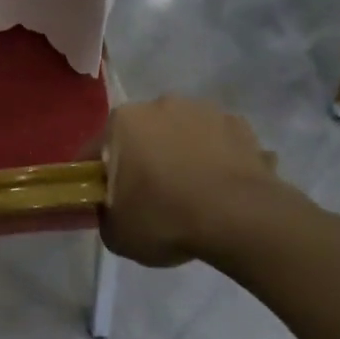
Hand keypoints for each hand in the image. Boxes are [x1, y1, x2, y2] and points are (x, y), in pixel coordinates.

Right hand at [99, 97, 299, 266]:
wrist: (240, 218)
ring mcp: (206, 112)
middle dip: (143, 161)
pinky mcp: (242, 127)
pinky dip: (218, 162)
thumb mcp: (117, 233)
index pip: (96, 152)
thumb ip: (106, 215)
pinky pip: (220, 145)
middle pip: (142, 136)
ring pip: (184, 136)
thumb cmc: (165, 218)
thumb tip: (114, 210)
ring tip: (194, 196)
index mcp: (122, 121)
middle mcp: (161, 105)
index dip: (97, 180)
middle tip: (151, 200)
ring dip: (183, 157)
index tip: (106, 203)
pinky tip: (223, 192)